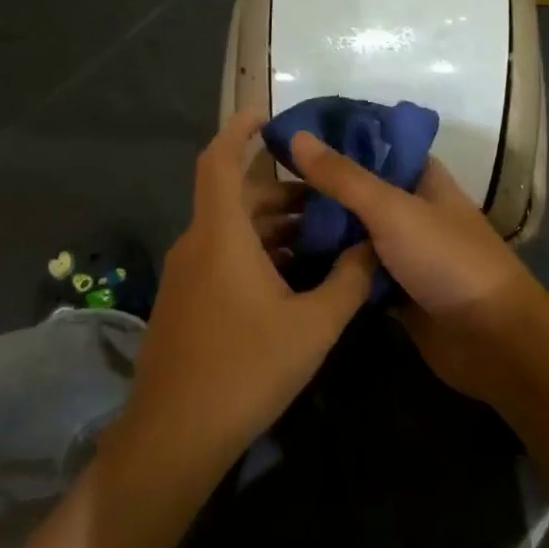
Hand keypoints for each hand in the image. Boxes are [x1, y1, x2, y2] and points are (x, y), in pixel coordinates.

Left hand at [118, 112, 375, 471]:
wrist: (177, 435)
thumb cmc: (247, 369)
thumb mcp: (313, 325)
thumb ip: (348, 280)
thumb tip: (372, 246)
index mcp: (221, 235)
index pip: (220, 160)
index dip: (238, 128)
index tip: (267, 112)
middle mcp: (197, 245)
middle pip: (235, 197)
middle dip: (279, 189)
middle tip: (326, 194)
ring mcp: (187, 276)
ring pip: (231, 231)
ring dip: (272, 225)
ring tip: (320, 234)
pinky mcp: (187, 302)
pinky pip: (223, 257)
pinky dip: (257, 252)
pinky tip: (293, 276)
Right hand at [288, 132, 547, 397]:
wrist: (492, 339)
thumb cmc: (448, 260)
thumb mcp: (393, 210)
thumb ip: (345, 177)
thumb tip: (297, 136)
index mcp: (422, 179)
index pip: (375, 147)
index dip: (335, 141)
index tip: (286, 140)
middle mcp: (412, 211)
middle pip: (359, 194)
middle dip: (318, 193)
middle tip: (262, 192)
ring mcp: (404, 253)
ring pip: (354, 236)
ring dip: (321, 234)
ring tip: (265, 227)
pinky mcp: (396, 292)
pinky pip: (356, 275)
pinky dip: (331, 272)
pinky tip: (288, 268)